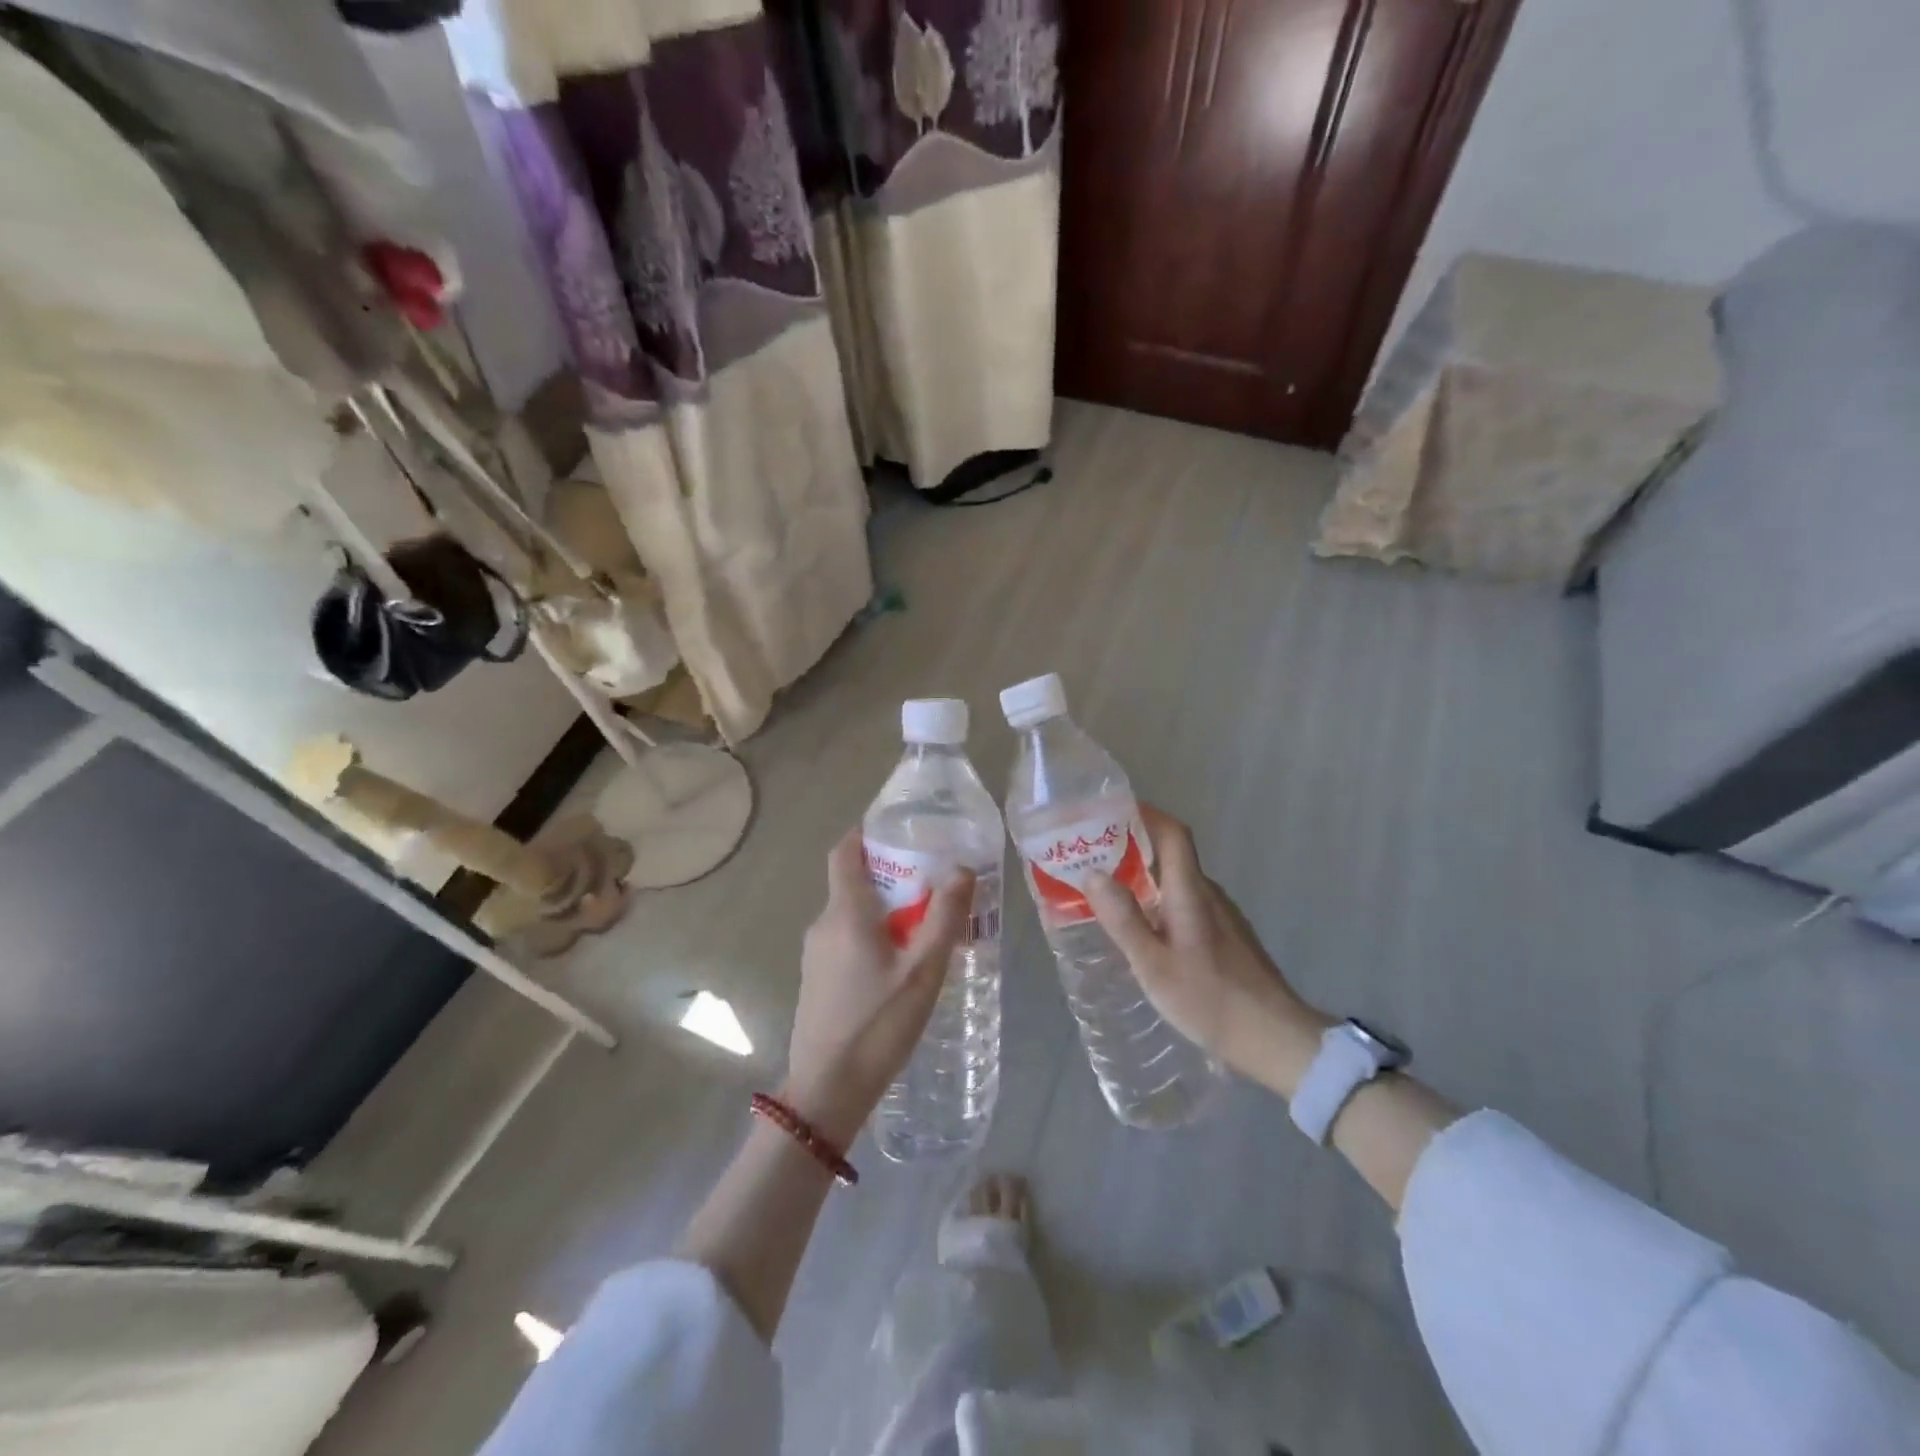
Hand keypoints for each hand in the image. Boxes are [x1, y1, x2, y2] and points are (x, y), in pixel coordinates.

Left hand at [784, 829, 974, 1147]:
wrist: (826, 1092)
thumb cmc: (878, 1026)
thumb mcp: (923, 971)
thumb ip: (944, 918)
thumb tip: (961, 868)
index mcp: (845, 913)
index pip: (845, 852)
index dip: (866, 832)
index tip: (899, 827)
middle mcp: (823, 925)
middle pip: (853, 882)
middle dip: (891, 874)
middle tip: (933, 880)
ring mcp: (815, 954)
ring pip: (851, 914)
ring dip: (884, 909)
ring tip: (926, 923)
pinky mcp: (817, 979)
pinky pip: (846, 939)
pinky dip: (872, 934)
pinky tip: (901, 962)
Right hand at [1085, 806, 1328, 1081]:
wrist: (1276, 1039)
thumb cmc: (1210, 999)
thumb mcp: (1154, 965)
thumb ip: (1124, 919)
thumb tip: (1093, 873)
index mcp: (1191, 892)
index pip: (1173, 833)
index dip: (1145, 814)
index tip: (1111, 811)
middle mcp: (1208, 894)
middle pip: (1172, 854)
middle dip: (1133, 846)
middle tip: (1093, 855)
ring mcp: (1221, 916)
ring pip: (1178, 882)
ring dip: (1144, 876)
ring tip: (1107, 891)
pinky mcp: (1226, 938)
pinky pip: (1185, 903)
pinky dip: (1158, 901)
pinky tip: (1141, 928)